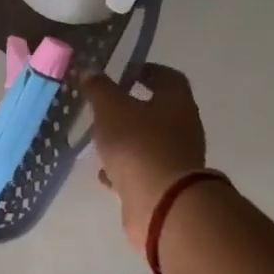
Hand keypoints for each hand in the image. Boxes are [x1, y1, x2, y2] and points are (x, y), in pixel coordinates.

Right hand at [82, 63, 207, 252]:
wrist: (160, 204)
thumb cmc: (138, 145)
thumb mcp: (111, 108)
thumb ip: (99, 88)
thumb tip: (90, 70)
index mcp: (177, 103)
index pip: (168, 77)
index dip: (146, 71)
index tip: (122, 72)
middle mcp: (183, 128)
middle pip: (158, 111)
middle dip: (132, 108)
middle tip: (104, 106)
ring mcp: (176, 160)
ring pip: (148, 142)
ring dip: (126, 139)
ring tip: (99, 140)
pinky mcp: (165, 186)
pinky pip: (142, 170)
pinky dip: (124, 168)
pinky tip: (103, 172)